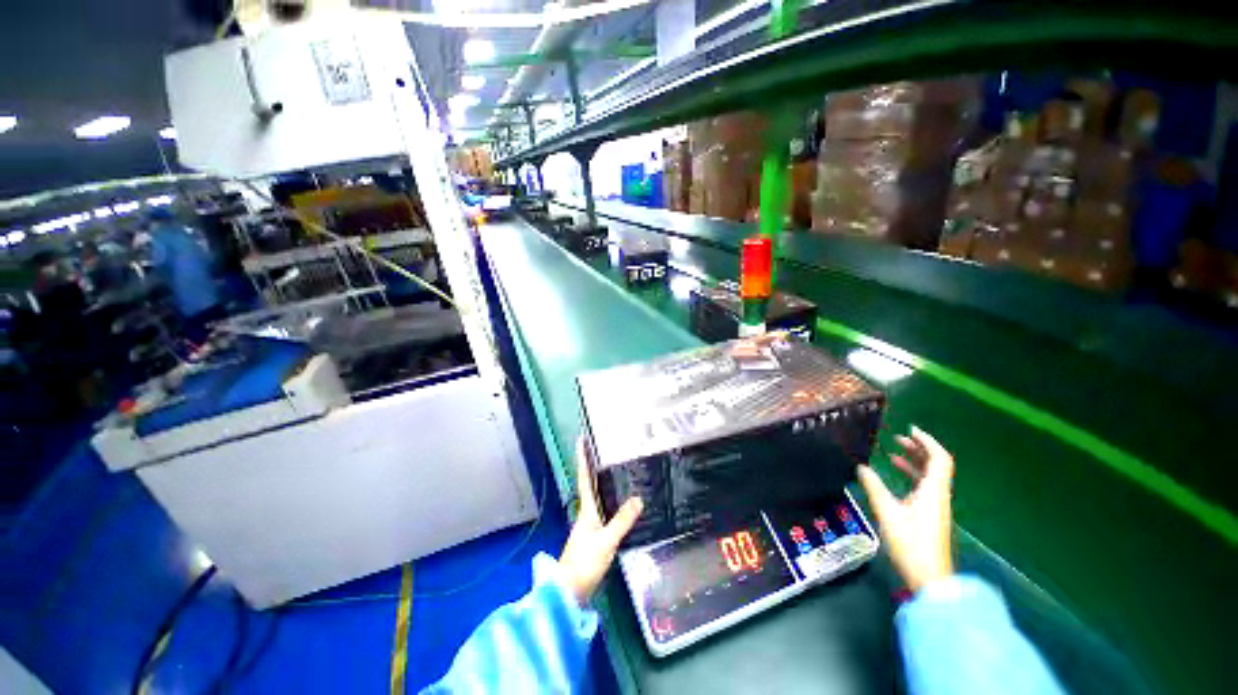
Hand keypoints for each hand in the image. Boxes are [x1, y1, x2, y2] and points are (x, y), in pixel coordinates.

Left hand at [558, 436, 643, 605]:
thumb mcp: (606, 541)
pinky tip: (620, 505)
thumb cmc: (584, 563)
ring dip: (601, 483)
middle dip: (594, 467)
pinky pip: (603, 512)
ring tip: (615, 471)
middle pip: (590, 485)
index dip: (583, 459)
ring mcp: (588, 527)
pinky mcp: (593, 538)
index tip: (581, 439)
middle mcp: (586, 514)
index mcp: (587, 510)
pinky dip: (609, 502)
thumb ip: (622, 520)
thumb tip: (638, 497)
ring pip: (596, 498)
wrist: (568, 592)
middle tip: (604, 450)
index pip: (584, 478)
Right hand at [858, 425, 954, 592]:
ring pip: (929, 477)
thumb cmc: (910, 543)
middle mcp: (938, 495)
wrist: (929, 578)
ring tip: (893, 453)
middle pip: (936, 465)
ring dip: (914, 462)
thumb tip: (861, 467)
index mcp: (932, 491)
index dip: (927, 442)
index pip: (938, 459)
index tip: (910, 429)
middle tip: (898, 438)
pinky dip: (911, 477)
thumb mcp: (887, 513)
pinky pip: (924, 487)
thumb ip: (874, 487)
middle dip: (919, 449)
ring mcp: (935, 506)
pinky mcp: (930, 516)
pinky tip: (894, 478)